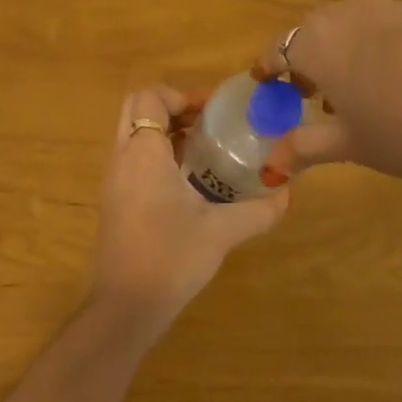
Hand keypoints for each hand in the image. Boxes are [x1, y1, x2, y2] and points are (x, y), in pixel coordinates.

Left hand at [88, 86, 289, 339]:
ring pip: (132, 134)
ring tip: (204, 148)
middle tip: (208, 122)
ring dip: (164, 131)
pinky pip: (131, 159)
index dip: (181, 95)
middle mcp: (121, 159)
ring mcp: (113, 181)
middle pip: (136, 109)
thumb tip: (288, 193)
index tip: (212, 111)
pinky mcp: (114, 201)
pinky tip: (188, 180)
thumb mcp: (222, 232)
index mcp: (143, 154)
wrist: (125, 307)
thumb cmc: (170, 258)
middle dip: (171, 107)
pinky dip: (156, 154)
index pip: (149, 97)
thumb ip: (259, 210)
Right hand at [252, 0, 401, 205]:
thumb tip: (271, 164)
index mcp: (321, 41)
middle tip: (313, 92)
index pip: (280, 48)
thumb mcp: (350, 145)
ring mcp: (398, 7)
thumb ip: (304, 146)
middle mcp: (353, 12)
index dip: (270, 68)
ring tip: (362, 88)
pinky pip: (395, 25)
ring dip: (348, 49)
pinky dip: (385, 45)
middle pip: (317, 30)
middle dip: (309, 58)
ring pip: (357, 23)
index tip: (266, 83)